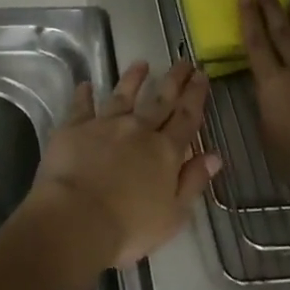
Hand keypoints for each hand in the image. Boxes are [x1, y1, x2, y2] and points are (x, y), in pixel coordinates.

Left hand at [29, 60, 217, 268]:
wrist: (76, 219)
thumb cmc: (129, 227)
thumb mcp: (173, 214)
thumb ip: (193, 181)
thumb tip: (214, 155)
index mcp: (165, 152)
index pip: (186, 118)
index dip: (195, 96)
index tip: (202, 75)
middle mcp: (138, 130)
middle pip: (160, 100)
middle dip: (174, 80)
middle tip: (183, 62)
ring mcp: (105, 125)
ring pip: (123, 95)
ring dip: (133, 79)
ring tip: (142, 64)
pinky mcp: (75, 128)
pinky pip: (81, 106)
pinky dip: (84, 94)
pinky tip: (86, 83)